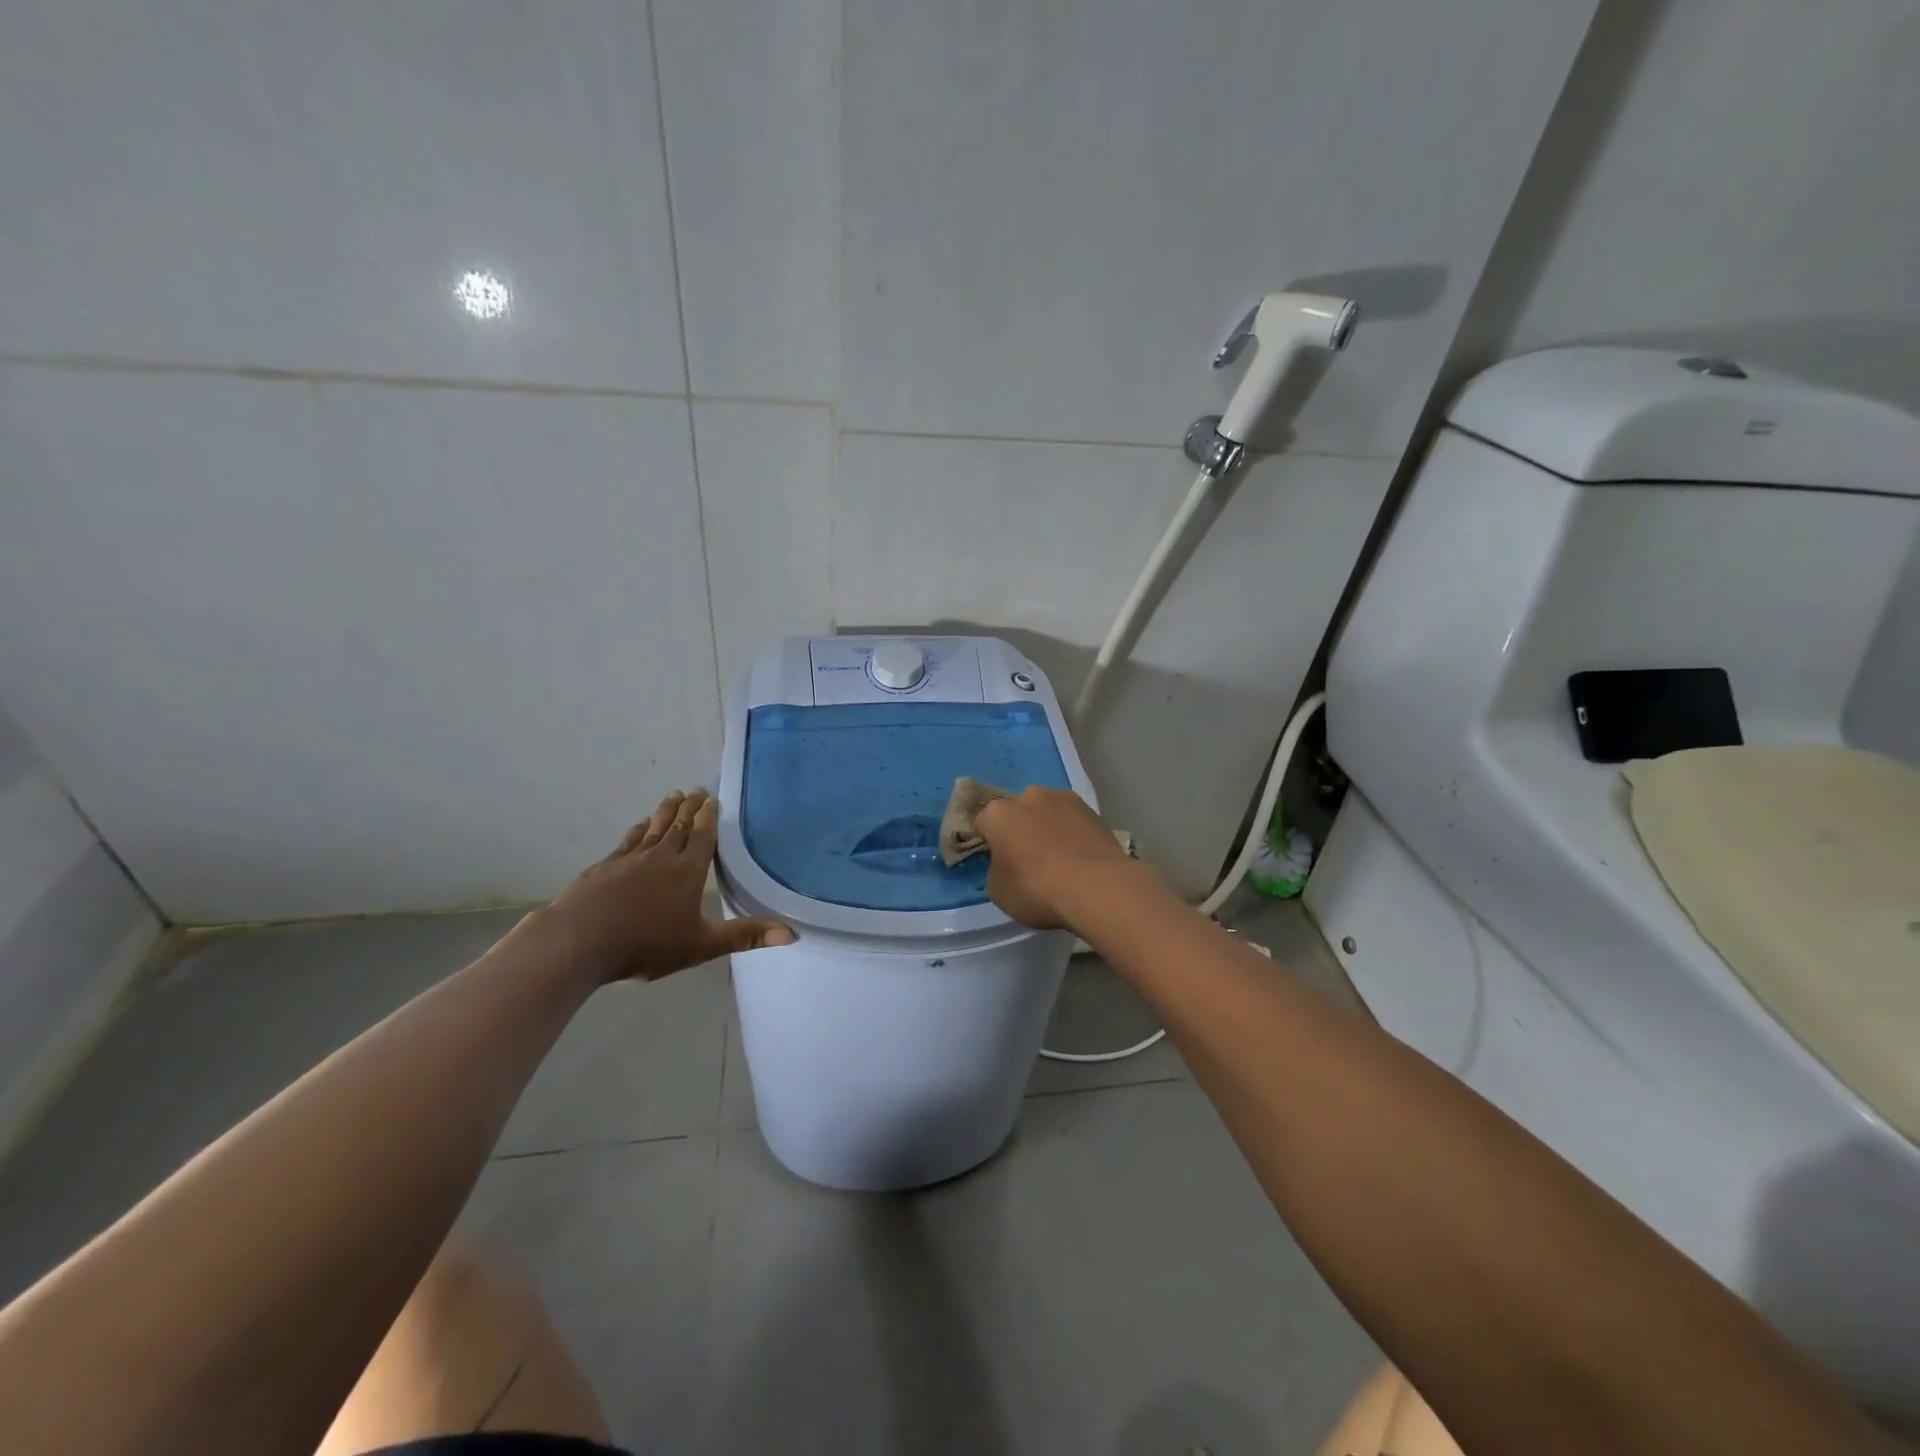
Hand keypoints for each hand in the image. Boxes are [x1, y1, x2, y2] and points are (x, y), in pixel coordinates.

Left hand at [525, 789, 793, 984]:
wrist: (578, 942)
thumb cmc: (645, 944)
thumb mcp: (701, 945)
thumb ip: (745, 936)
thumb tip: (792, 934)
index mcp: (687, 872)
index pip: (703, 837)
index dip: (709, 817)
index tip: (713, 798)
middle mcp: (660, 857)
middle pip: (678, 825)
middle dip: (690, 807)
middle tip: (698, 789)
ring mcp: (629, 860)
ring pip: (652, 828)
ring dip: (664, 811)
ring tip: (673, 794)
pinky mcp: (604, 868)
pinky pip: (627, 841)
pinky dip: (636, 830)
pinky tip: (637, 827)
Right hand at [974, 786, 1148, 930]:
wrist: (1096, 886)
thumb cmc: (1036, 889)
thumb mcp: (999, 891)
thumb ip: (996, 869)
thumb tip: (1006, 863)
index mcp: (998, 813)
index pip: (982, 823)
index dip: (987, 843)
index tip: (996, 862)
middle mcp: (1028, 796)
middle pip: (1017, 813)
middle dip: (1020, 830)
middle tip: (1028, 860)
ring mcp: (1063, 799)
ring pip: (1047, 813)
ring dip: (1048, 828)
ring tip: (1060, 859)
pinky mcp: (1092, 809)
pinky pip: (1073, 821)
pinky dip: (1072, 833)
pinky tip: (1080, 858)